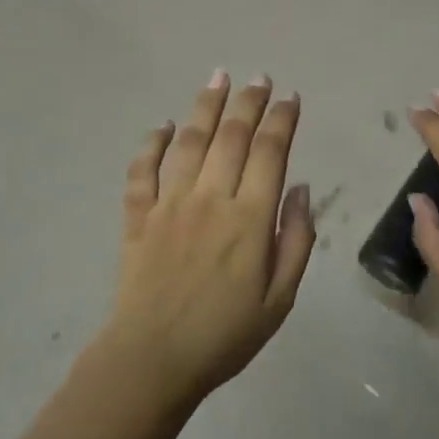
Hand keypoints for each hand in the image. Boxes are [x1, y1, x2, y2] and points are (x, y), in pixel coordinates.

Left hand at [104, 73, 315, 405]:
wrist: (152, 361)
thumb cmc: (224, 335)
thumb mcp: (280, 299)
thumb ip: (296, 240)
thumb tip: (301, 189)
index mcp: (249, 219)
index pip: (271, 153)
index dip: (282, 120)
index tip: (290, 98)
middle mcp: (210, 199)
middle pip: (232, 136)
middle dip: (249, 102)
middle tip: (259, 78)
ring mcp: (169, 204)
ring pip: (189, 142)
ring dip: (205, 106)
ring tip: (218, 78)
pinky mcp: (138, 216)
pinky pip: (142, 170)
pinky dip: (151, 143)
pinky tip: (161, 125)